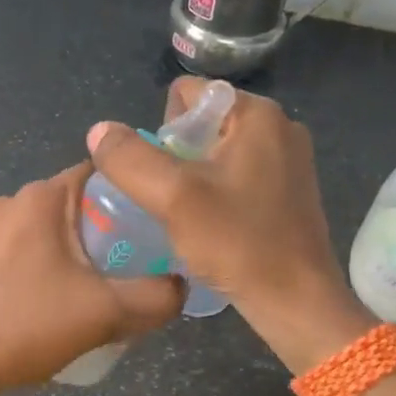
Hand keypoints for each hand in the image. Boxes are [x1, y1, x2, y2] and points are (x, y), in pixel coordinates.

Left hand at [0, 164, 183, 395]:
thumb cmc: (25, 326)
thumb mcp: (105, 313)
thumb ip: (157, 297)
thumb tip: (180, 286)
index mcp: (42, 198)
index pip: (103, 173)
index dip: (137, 194)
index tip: (161, 224)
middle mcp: (12, 202)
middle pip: (80, 205)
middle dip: (112, 232)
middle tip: (140, 267)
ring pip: (53, 231)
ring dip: (81, 254)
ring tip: (104, 291)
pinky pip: (28, 251)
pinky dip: (51, 267)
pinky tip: (60, 305)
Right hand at [86, 78, 369, 370]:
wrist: (296, 301)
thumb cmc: (237, 242)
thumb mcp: (172, 197)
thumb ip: (129, 158)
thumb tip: (99, 130)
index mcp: (258, 113)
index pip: (187, 94)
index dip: (162, 131)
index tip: (168, 176)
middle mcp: (280, 125)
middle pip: (201, 123)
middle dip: (177, 157)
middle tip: (176, 201)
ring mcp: (290, 159)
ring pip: (217, 152)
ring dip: (194, 178)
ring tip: (191, 217)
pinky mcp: (290, 189)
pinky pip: (238, 175)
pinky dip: (218, 193)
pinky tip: (214, 226)